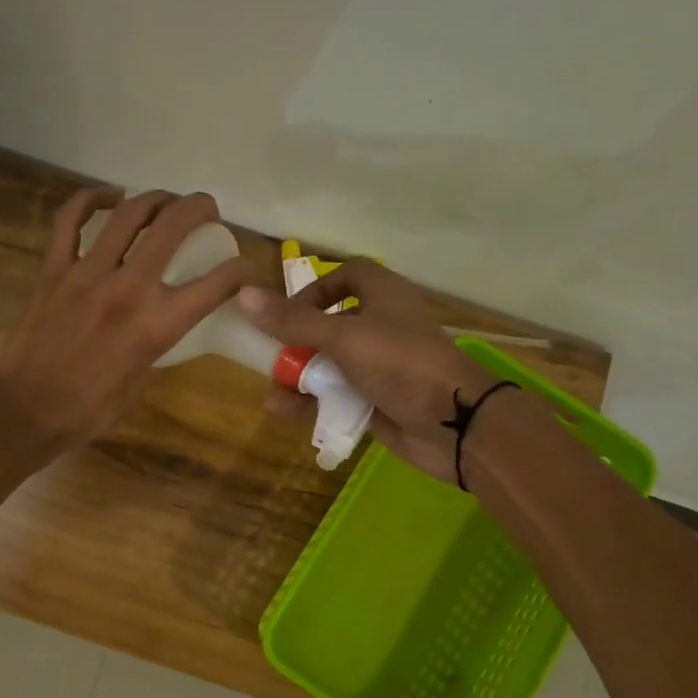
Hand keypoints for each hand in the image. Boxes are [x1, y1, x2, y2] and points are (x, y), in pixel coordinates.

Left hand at [0, 188, 251, 454]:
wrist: (24, 410)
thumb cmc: (86, 411)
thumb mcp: (139, 385)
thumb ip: (155, 348)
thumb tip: (162, 327)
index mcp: (156, 326)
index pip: (215, 284)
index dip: (240, 270)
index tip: (245, 267)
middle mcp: (128, 289)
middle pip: (173, 227)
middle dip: (199, 209)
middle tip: (207, 210)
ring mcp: (87, 273)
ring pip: (128, 213)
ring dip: (155, 198)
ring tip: (165, 201)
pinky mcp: (54, 269)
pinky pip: (69, 219)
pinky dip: (90, 200)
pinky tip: (107, 197)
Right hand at [237, 263, 499, 484]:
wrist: (453, 422)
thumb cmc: (399, 363)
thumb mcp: (342, 337)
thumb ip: (293, 321)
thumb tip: (245, 295)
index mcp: (382, 296)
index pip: (347, 275)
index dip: (316, 288)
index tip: (289, 311)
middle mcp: (381, 326)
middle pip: (330, 324)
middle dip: (297, 343)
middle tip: (274, 358)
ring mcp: (380, 366)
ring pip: (330, 365)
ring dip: (300, 378)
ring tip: (276, 394)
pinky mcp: (377, 400)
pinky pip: (337, 396)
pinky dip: (313, 403)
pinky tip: (286, 413)